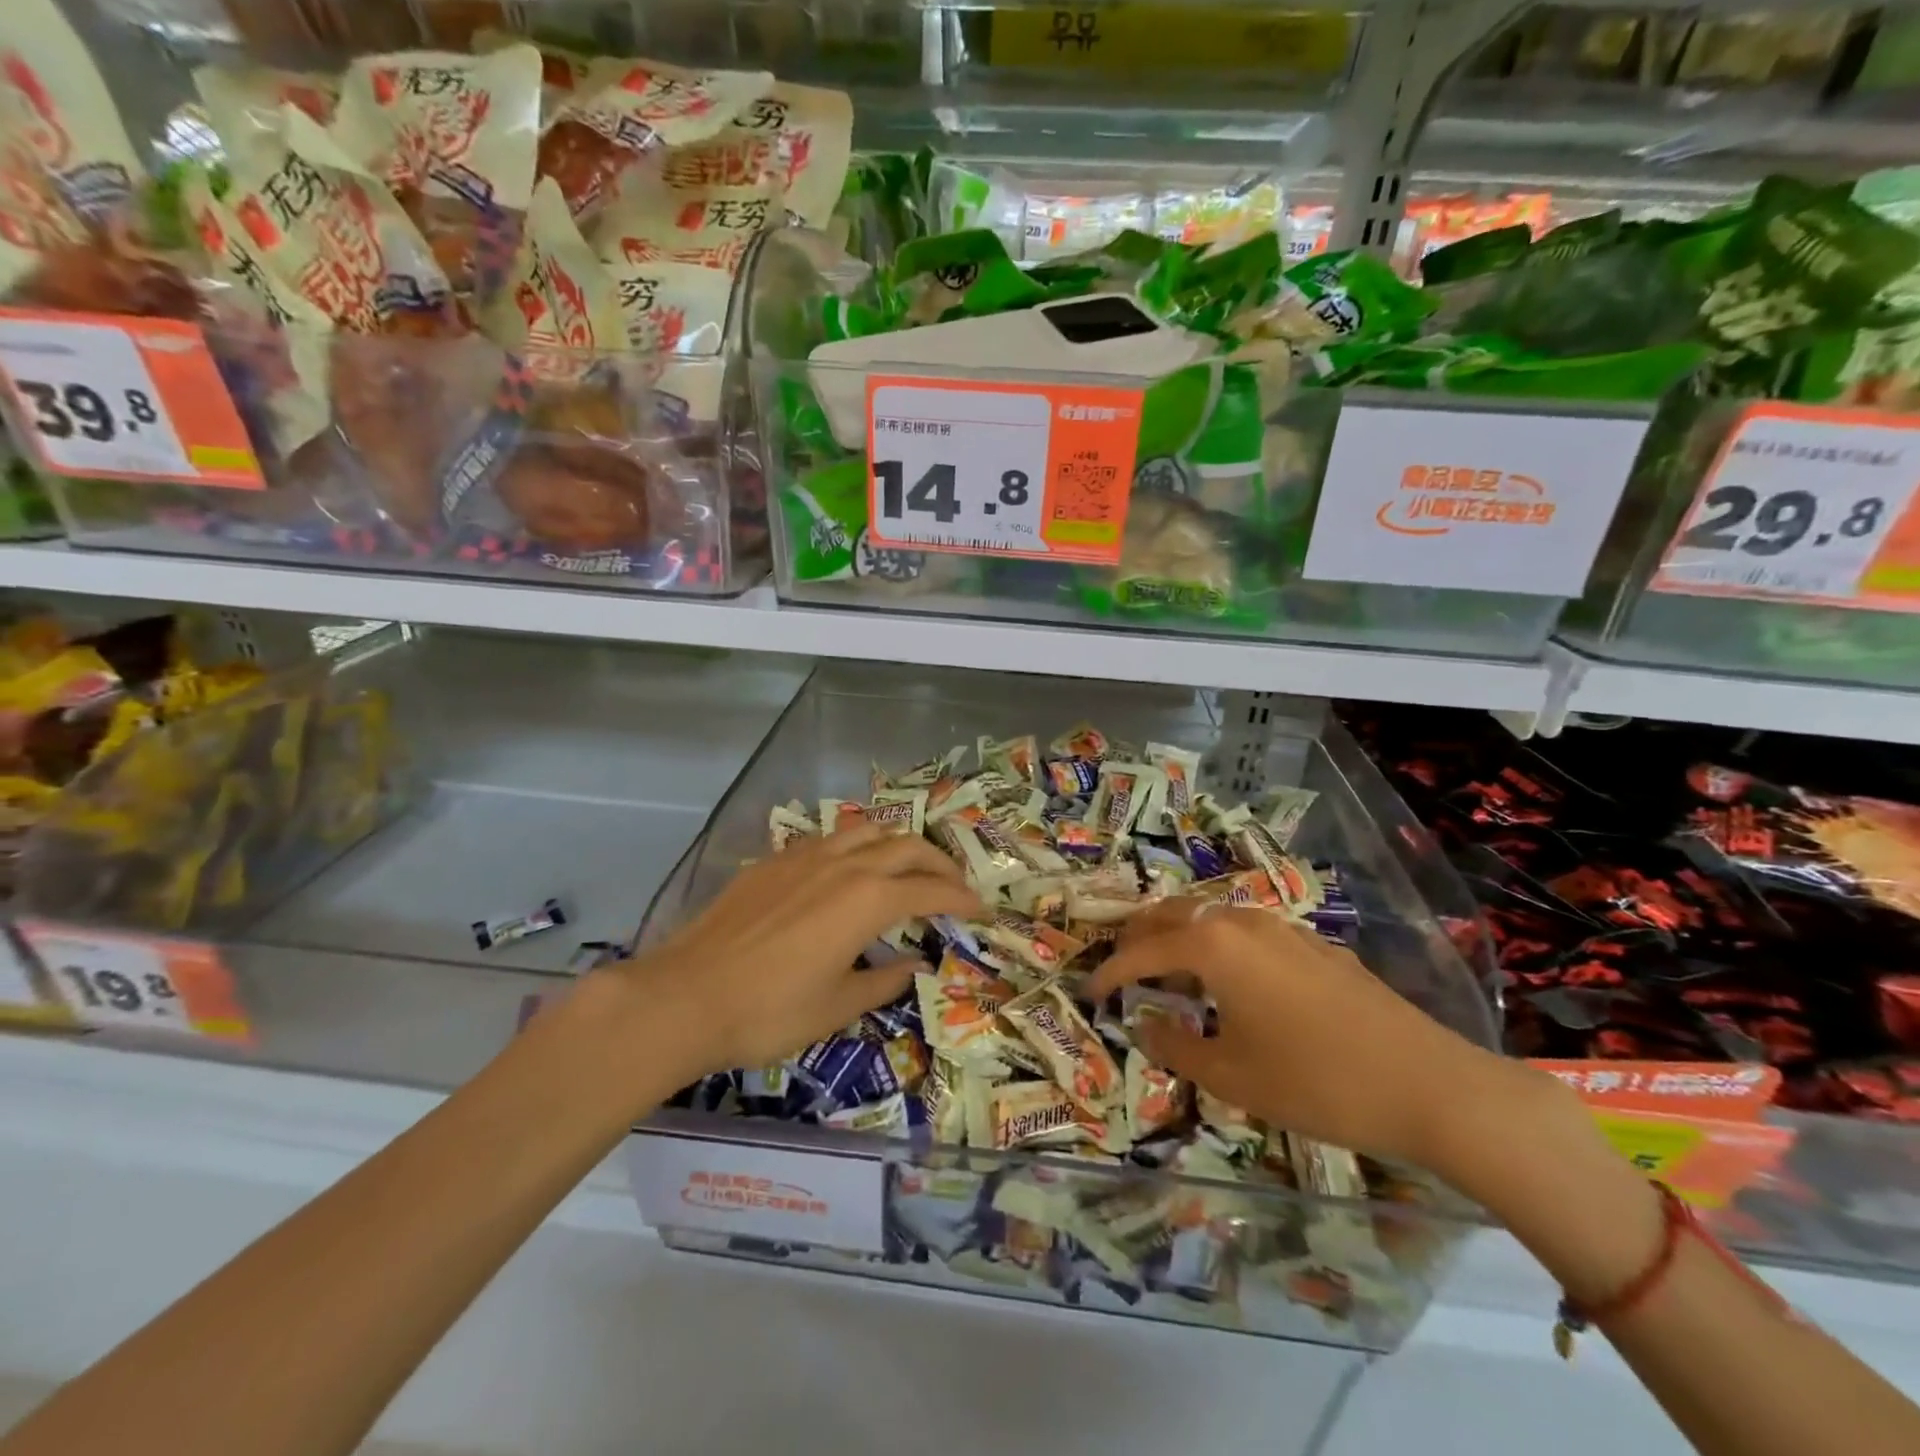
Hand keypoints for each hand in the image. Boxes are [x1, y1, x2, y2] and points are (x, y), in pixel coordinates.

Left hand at [619, 825, 980, 1081]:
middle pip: (906, 846)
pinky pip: (829, 838)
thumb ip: (884, 980)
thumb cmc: (769, 1011)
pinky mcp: (774, 860)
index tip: (979, 908)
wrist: (685, 995)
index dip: (960, 898)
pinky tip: (848, 870)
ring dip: (897, 843)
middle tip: (952, 886)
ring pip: (867, 829)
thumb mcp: (837, 1006)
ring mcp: (806, 855)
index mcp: (869, 899)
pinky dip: (856, 846)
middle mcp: (844, 864)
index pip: (931, 889)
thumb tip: (914, 964)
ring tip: (906, 867)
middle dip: (938, 863)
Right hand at [1086, 900, 1530, 1170]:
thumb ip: (1177, 1047)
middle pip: (1172, 913)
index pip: (1142, 950)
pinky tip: (1230, 978)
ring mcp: (1283, 928)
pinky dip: (1218, 943)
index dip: (1110, 971)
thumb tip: (1145, 1025)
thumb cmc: (1317, 1082)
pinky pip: (1246, 930)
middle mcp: (1242, 922)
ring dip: (1179, 934)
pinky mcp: (1315, 944)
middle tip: (1120, 966)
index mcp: (1212, 946)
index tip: (1090, 992)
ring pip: (1211, 916)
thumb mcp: (1233, 1076)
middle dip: (1139, 936)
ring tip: (1168, 969)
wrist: (1430, 1085)